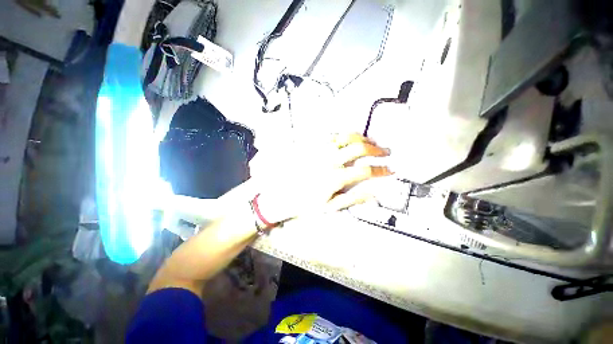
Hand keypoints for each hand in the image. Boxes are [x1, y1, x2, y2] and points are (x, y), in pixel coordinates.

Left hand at [256, 133, 391, 223]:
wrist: (281, 196)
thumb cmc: (304, 204)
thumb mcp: (330, 207)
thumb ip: (352, 199)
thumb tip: (372, 194)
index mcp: (335, 178)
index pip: (366, 171)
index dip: (381, 170)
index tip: (389, 170)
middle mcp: (329, 161)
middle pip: (359, 149)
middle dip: (376, 150)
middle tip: (384, 152)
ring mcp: (319, 151)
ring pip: (346, 137)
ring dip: (361, 138)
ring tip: (369, 142)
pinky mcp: (311, 147)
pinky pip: (330, 136)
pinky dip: (343, 135)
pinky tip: (347, 139)